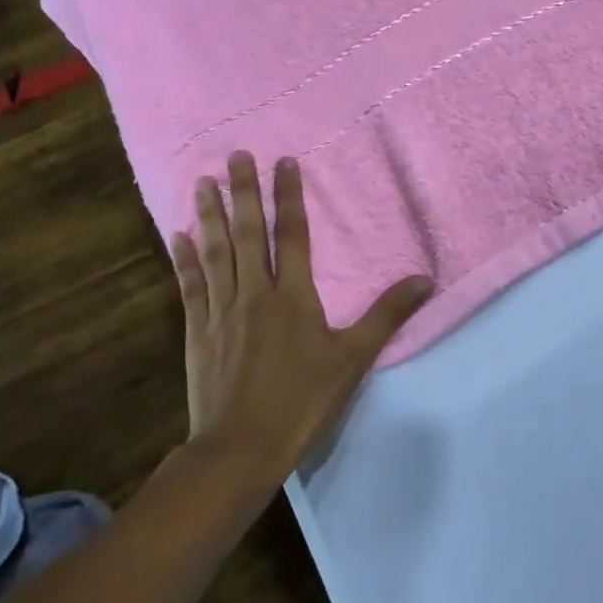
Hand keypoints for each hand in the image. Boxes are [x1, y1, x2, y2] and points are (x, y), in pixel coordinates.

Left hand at [170, 152, 432, 480]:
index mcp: (293, 297)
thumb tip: (425, 279)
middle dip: (243, 192)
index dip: (289, 196)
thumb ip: (387, 315)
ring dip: (209, 215)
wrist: (241, 447)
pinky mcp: (198, 332)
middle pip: (248, 233)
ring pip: (215, 253)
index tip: (284, 161)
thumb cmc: (303, 402)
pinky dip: (183, 259)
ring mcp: (221, 311)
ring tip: (202, 181)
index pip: (293, 235)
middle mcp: (254, 294)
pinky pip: (190, 286)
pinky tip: (177, 234)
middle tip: (235, 154)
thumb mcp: (354, 359)